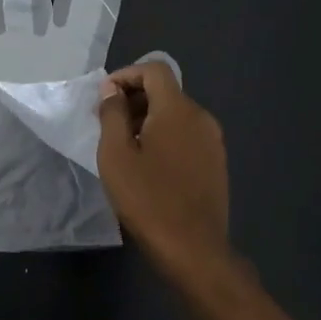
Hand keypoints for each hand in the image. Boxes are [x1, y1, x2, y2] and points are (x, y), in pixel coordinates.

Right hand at [96, 61, 230, 272]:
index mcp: (177, 110)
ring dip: (148, 119)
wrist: (193, 249)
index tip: (104, 97)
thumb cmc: (147, 199)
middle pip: (166, 91)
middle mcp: (201, 117)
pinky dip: (165, 136)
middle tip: (107, 123)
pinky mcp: (216, 162)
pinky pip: (187, 134)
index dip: (126, 75)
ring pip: (177, 114)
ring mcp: (213, 141)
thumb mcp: (115, 154)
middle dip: (134, 98)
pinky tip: (149, 164)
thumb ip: (112, 114)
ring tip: (125, 146)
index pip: (154, 70)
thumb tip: (112, 90)